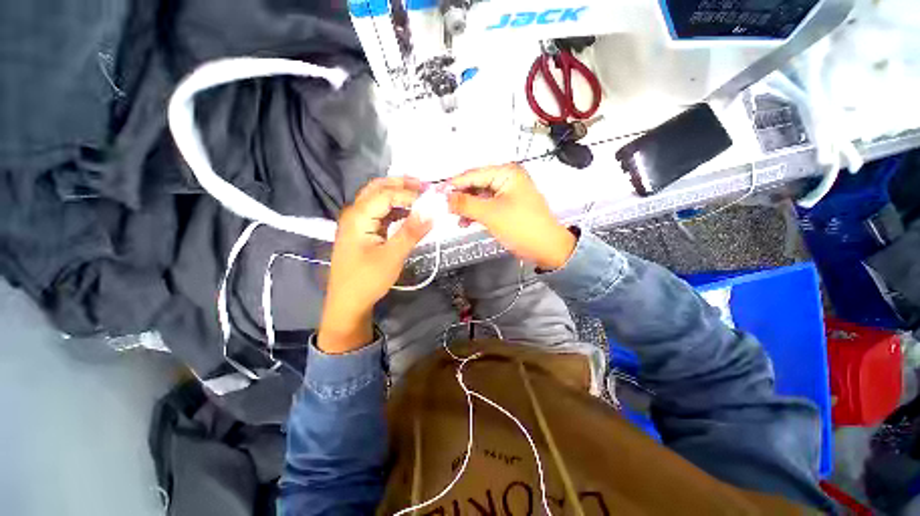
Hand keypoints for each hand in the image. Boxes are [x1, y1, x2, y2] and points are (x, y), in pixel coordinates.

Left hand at [318, 177, 432, 353]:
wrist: (347, 303)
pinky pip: (379, 213)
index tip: (432, 201)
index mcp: (358, 216)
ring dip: (398, 194)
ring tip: (419, 195)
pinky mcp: (363, 232)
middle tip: (424, 186)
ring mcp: (357, 223)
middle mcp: (354, 213)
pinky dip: (395, 209)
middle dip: (401, 185)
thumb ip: (411, 231)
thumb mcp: (392, 256)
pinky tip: (408, 212)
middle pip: (378, 189)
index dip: (410, 194)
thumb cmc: (367, 280)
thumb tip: (432, 211)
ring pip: (378, 199)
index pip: (386, 194)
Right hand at [447, 163, 575, 269]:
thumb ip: (465, 204)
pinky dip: (476, 213)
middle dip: (460, 197)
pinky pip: (486, 206)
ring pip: (480, 196)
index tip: (436, 194)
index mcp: (507, 173)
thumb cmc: (522, 227)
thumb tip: (444, 197)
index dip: (453, 184)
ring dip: (467, 207)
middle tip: (444, 208)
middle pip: (476, 185)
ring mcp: (508, 193)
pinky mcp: (507, 206)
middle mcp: (507, 178)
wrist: (547, 248)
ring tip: (456, 218)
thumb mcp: (491, 214)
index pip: (473, 174)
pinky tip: (466, 222)